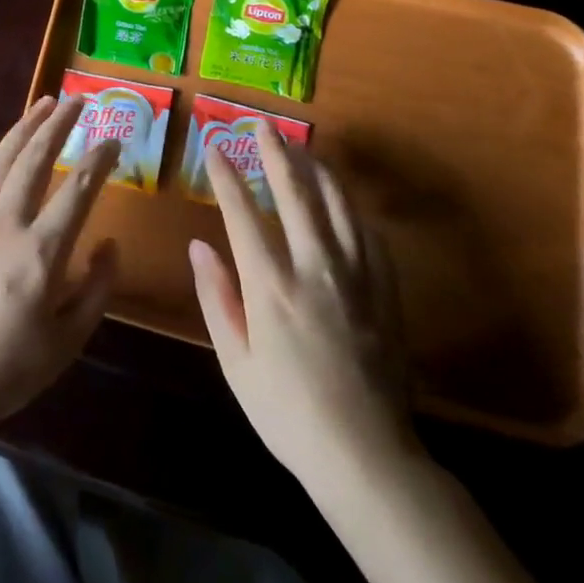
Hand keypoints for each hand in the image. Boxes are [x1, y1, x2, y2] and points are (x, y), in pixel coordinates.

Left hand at [0, 95, 120, 432]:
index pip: (80, 189)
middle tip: (79, 100)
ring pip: (0, 160)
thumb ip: (97, 288)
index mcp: (42, 251)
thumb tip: (109, 243)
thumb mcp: (69, 340)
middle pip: (37, 158)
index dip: (101, 159)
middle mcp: (6, 223)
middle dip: (61, 123)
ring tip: (43, 104)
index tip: (115, 140)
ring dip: (23, 128)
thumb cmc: (9, 368)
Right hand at [188, 130, 416, 487]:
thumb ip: (216, 297)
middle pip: (295, 194)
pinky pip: (368, 233)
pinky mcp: (385, 291)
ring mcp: (356, 277)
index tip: (214, 146)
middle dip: (276, 153)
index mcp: (272, 286)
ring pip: (337, 204)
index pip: (243, 213)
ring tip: (302, 147)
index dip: (226, 175)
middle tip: (263, 125)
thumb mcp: (235, 363)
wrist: (369, 458)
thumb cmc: (288, 413)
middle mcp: (315, 268)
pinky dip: (349, 207)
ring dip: (316, 170)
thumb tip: (198, 245)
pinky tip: (341, 200)